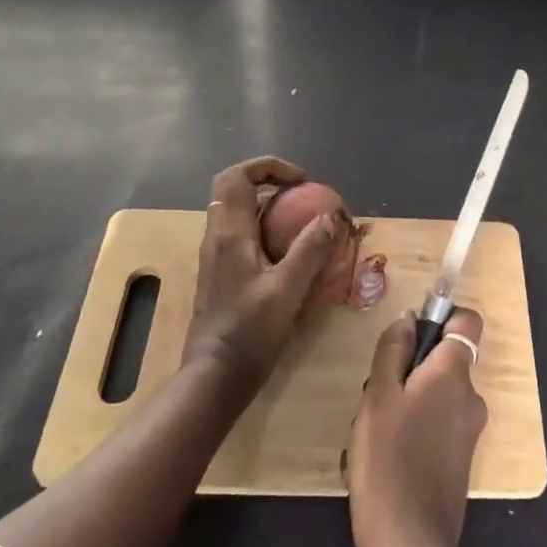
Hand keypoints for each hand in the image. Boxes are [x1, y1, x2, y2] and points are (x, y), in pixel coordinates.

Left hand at [183, 156, 341, 390]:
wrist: (213, 379)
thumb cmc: (249, 333)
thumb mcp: (288, 290)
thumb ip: (311, 250)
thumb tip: (333, 216)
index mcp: (229, 233)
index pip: (238, 176)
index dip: (269, 166)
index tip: (302, 181)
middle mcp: (217, 238)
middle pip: (237, 191)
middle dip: (272, 185)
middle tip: (304, 197)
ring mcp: (216, 258)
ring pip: (240, 215)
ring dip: (271, 210)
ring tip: (304, 225)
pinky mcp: (221, 276)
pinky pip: (243, 238)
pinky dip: (267, 233)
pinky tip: (291, 258)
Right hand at [347, 307, 487, 546]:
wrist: (410, 546)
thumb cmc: (388, 460)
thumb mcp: (378, 396)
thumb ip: (393, 350)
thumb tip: (409, 318)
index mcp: (454, 373)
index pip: (467, 321)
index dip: (441, 319)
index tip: (409, 337)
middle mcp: (471, 396)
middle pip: (444, 361)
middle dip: (409, 369)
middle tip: (375, 396)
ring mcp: (469, 431)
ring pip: (435, 394)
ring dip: (406, 402)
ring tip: (372, 431)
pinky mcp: (460, 460)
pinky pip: (437, 424)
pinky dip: (414, 428)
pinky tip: (383, 457)